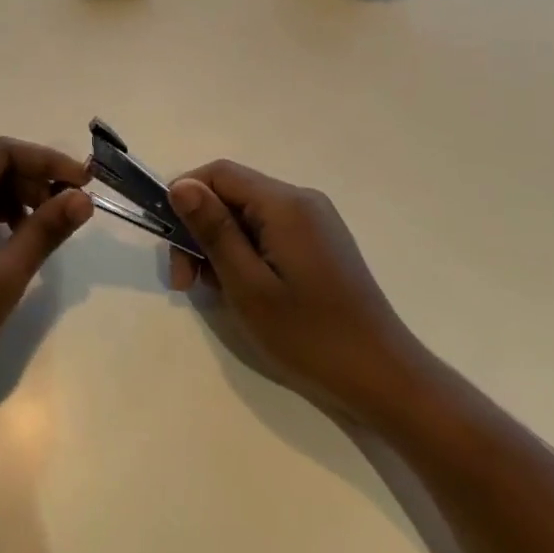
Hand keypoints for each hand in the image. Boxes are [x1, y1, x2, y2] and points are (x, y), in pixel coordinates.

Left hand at [0, 137, 92, 410]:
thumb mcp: (4, 276)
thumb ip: (45, 230)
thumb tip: (83, 198)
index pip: (2, 151)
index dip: (47, 161)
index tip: (84, 183)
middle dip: (33, 181)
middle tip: (68, 210)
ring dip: (15, 200)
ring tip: (46, 228)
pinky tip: (15, 241)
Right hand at [167, 161, 426, 425]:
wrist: (382, 378)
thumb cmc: (309, 335)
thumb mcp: (248, 285)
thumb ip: (213, 230)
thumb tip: (180, 185)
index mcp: (285, 204)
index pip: (218, 173)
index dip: (185, 198)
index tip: (171, 245)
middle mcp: (301, 201)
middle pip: (232, 194)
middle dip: (201, 230)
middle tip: (186, 283)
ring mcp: (315, 222)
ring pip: (247, 216)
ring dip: (221, 246)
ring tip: (216, 294)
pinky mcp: (319, 244)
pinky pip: (268, 232)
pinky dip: (245, 254)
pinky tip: (244, 291)